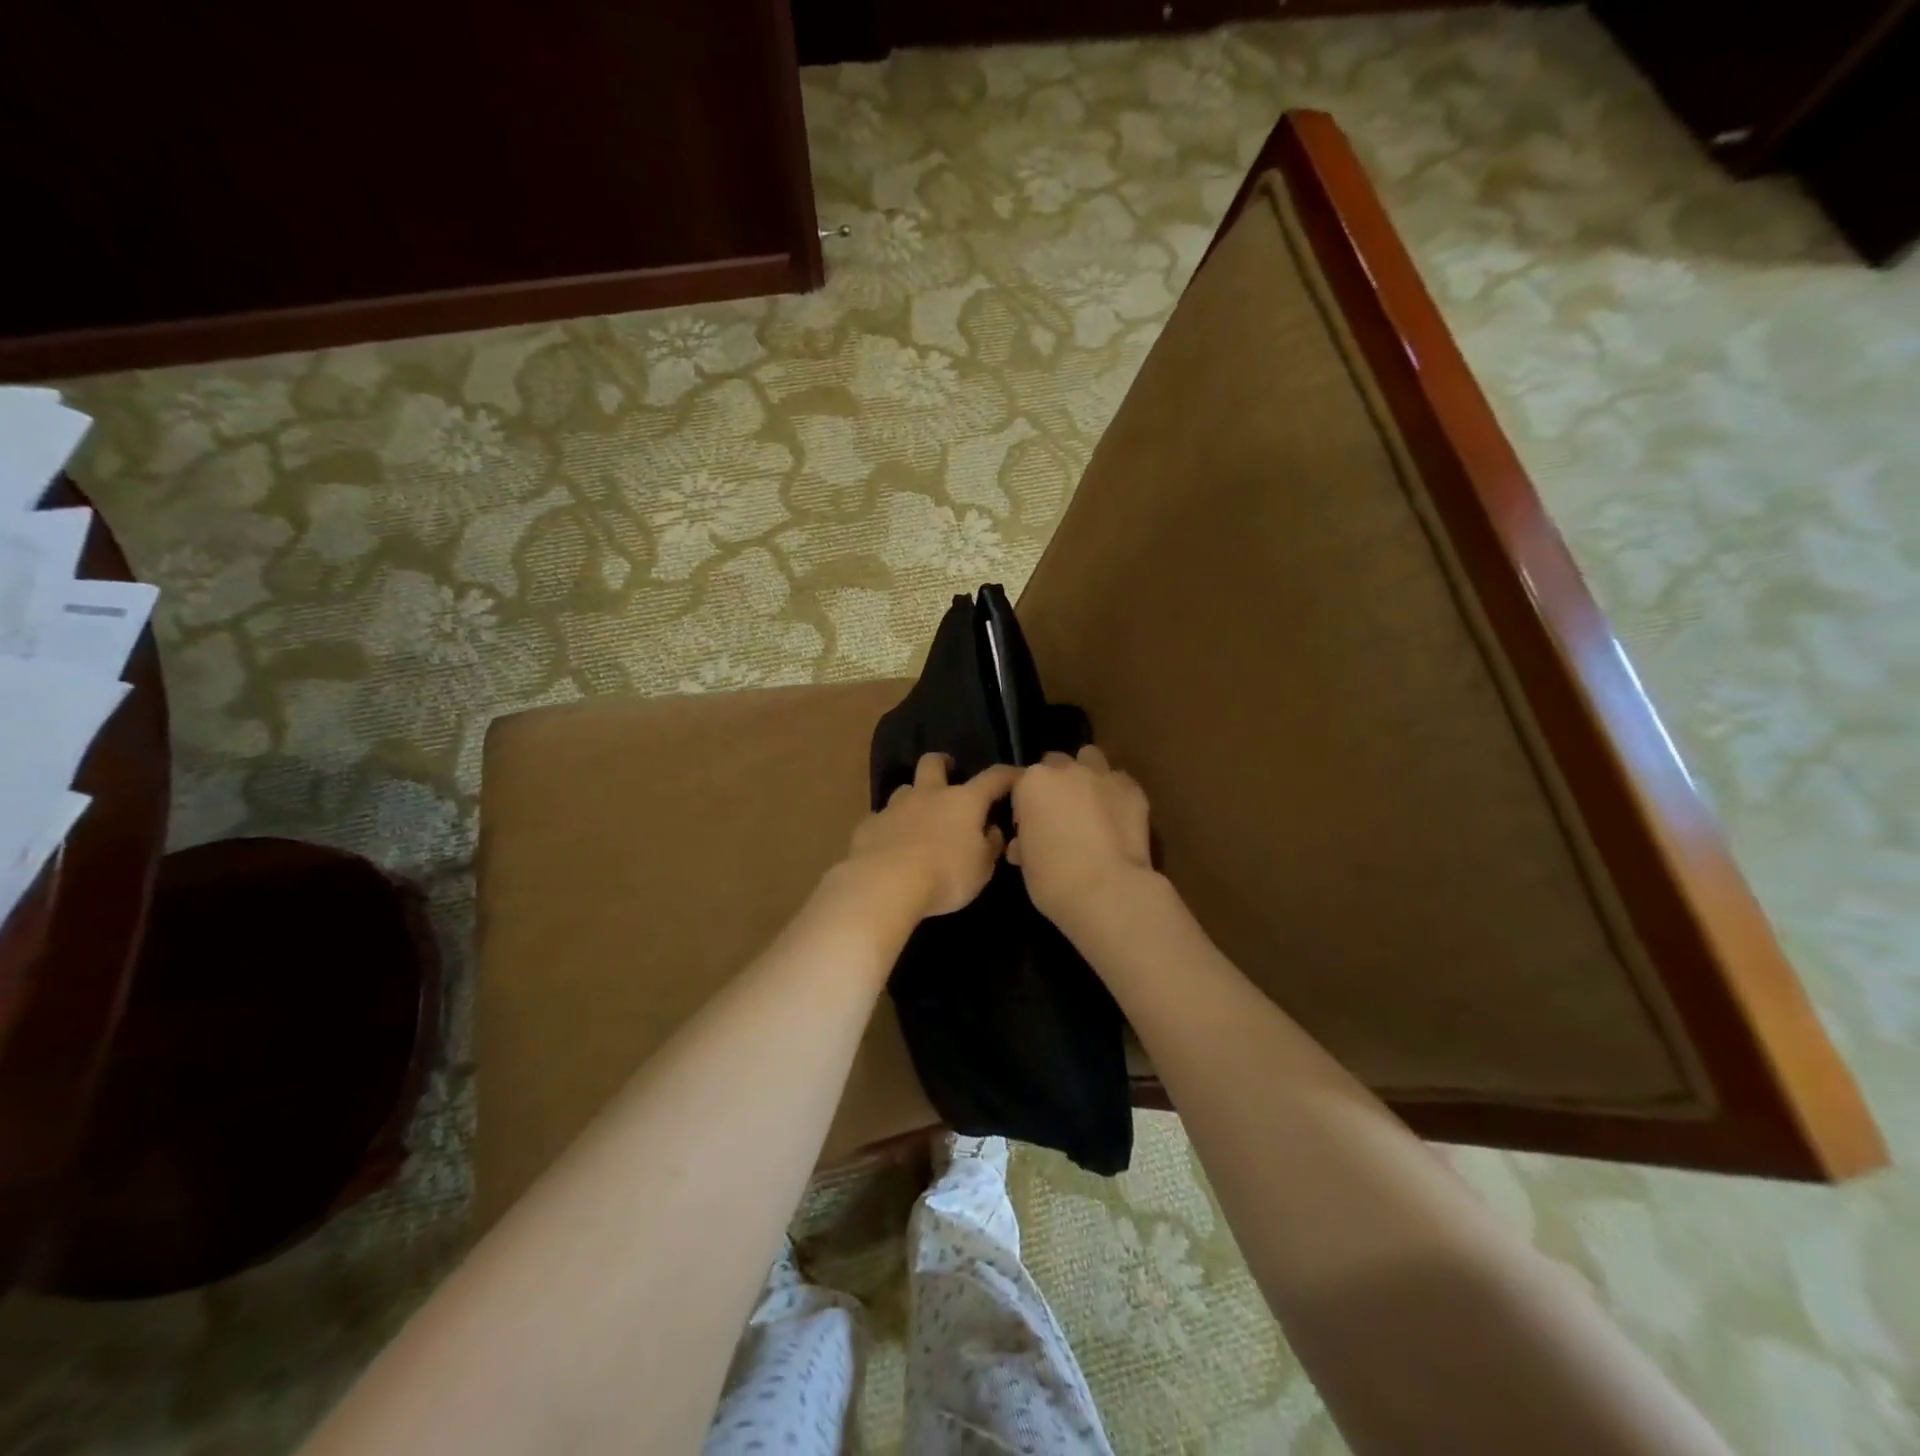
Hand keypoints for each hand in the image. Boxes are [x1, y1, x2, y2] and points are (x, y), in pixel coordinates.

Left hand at [844, 754, 1020, 918]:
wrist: (884, 884)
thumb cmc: (944, 875)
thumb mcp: (981, 870)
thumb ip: (989, 847)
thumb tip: (991, 831)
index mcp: (963, 802)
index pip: (993, 778)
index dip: (1008, 775)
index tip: (1018, 775)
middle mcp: (929, 795)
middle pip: (933, 763)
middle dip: (942, 763)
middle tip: (948, 773)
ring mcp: (894, 808)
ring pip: (905, 789)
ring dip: (914, 798)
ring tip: (918, 819)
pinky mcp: (868, 826)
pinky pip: (882, 819)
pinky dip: (890, 828)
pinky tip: (890, 846)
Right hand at [1009, 745, 1154, 927]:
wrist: (1109, 892)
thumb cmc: (1055, 882)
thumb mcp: (1026, 864)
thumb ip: (1024, 842)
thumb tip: (1024, 843)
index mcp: (1032, 783)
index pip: (1022, 784)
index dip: (1025, 806)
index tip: (1031, 828)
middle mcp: (1066, 770)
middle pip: (1055, 764)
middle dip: (1056, 783)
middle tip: (1060, 816)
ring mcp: (1103, 775)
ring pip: (1090, 759)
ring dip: (1086, 775)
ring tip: (1090, 806)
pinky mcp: (1133, 789)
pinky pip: (1119, 782)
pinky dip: (1115, 794)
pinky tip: (1117, 818)